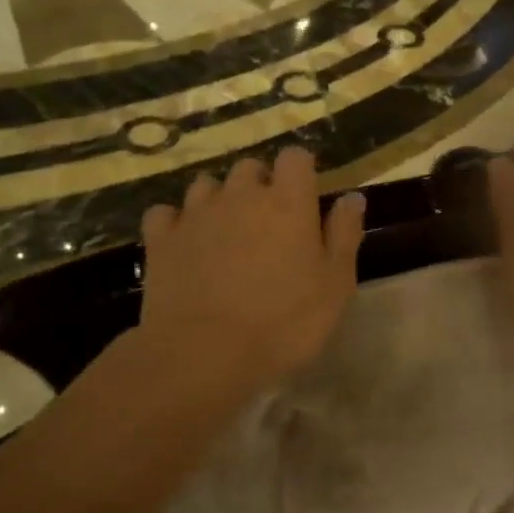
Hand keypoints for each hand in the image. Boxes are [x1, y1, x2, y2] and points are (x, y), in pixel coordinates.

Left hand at [139, 147, 365, 383]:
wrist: (203, 355)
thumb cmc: (284, 322)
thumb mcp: (335, 284)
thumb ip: (344, 234)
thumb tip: (352, 196)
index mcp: (287, 201)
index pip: (295, 157)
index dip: (300, 171)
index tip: (305, 197)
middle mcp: (241, 195)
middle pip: (250, 167)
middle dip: (259, 185)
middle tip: (267, 223)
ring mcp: (196, 214)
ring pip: (207, 185)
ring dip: (218, 200)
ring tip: (225, 233)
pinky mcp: (161, 239)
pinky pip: (166, 214)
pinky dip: (176, 223)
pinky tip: (184, 244)